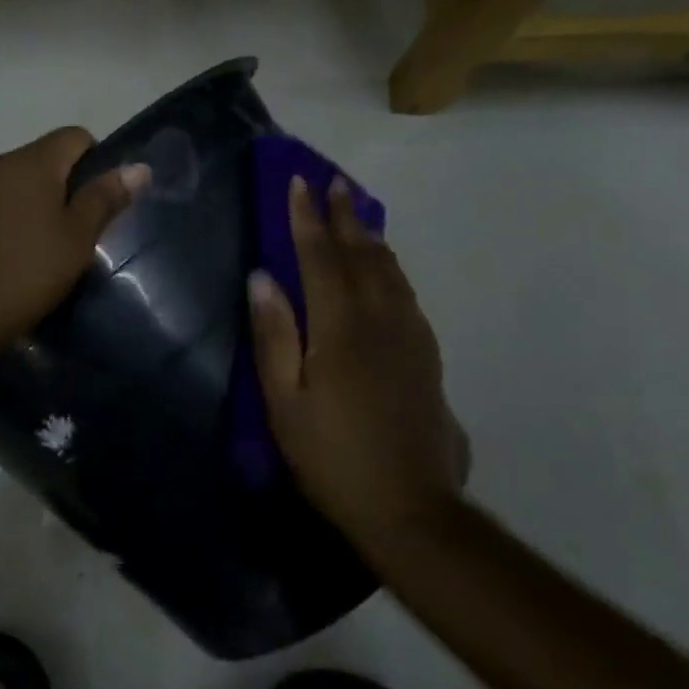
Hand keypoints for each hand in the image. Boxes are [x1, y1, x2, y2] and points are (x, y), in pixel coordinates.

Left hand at [0, 127, 148, 357]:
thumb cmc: (23, 275)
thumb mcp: (76, 241)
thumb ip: (104, 199)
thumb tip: (138, 167)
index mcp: (31, 162)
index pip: (74, 137)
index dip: (94, 163)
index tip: (96, 205)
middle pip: (38, 161)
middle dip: (58, 189)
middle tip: (68, 236)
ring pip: (7, 185)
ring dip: (24, 205)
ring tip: (31, 252)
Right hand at [248, 175, 468, 542]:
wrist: (409, 506)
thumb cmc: (331, 456)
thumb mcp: (283, 402)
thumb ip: (274, 335)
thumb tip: (262, 277)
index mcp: (341, 328)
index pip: (321, 257)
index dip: (306, 218)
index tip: (298, 182)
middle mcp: (381, 320)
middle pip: (362, 254)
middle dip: (345, 215)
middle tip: (333, 182)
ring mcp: (410, 336)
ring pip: (390, 270)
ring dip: (370, 236)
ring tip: (358, 213)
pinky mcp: (427, 355)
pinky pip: (406, 293)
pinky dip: (390, 268)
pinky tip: (386, 269)